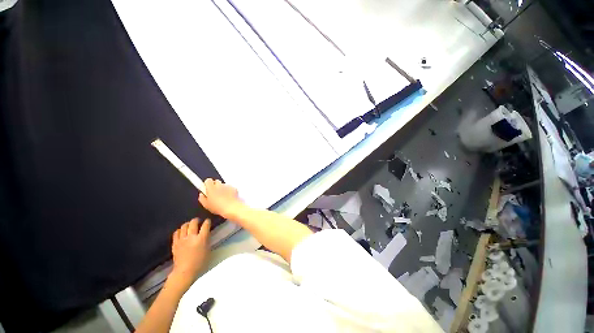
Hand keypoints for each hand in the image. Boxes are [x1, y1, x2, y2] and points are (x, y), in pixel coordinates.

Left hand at [166, 218, 210, 295]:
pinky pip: (176, 233)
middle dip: (196, 220)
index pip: (205, 225)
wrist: (185, 271)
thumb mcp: (207, 249)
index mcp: (201, 238)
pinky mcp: (175, 243)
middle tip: (198, 220)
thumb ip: (206, 240)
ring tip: (189, 225)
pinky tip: (181, 231)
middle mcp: (191, 237)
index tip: (208, 221)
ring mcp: (182, 240)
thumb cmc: (200, 262)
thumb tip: (206, 233)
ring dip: (187, 224)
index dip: (207, 222)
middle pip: (193, 223)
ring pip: (184, 226)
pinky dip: (180, 230)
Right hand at [199, 178, 243, 218]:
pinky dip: (229, 191)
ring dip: (223, 189)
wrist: (231, 207)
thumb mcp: (206, 205)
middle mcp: (220, 185)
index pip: (208, 180)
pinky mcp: (234, 188)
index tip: (207, 188)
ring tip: (223, 197)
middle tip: (215, 194)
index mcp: (211, 188)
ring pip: (224, 185)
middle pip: (216, 181)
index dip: (207, 184)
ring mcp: (227, 186)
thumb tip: (202, 195)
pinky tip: (229, 197)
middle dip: (215, 186)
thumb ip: (202, 198)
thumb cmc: (218, 207)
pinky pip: (230, 188)